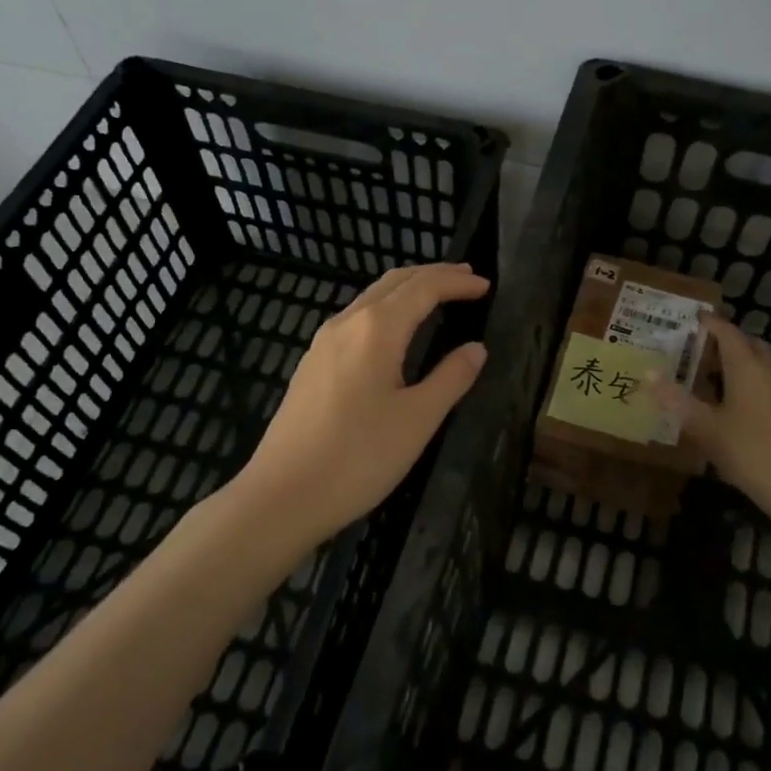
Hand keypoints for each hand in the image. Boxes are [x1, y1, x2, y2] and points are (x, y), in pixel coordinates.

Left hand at [230, 262, 489, 550]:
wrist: (282, 496)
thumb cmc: (358, 457)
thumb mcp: (418, 419)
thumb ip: (451, 378)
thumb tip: (476, 349)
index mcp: (377, 328)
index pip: (424, 288)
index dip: (457, 282)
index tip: (487, 285)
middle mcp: (347, 323)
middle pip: (394, 282)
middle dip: (432, 275)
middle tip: (466, 279)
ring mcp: (323, 343)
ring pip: (371, 298)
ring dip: (407, 290)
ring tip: (437, 297)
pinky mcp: (312, 365)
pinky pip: (356, 319)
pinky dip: (386, 310)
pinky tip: (394, 332)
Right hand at [652, 316, 770, 514]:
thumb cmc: (746, 450)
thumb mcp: (703, 426)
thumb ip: (675, 399)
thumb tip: (648, 373)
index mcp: (747, 367)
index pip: (728, 333)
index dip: (710, 323)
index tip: (693, 318)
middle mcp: (769, 371)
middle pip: (749, 344)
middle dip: (727, 340)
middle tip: (701, 346)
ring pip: (762, 364)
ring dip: (741, 360)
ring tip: (714, 373)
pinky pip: (769, 382)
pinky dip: (751, 380)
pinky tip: (736, 402)